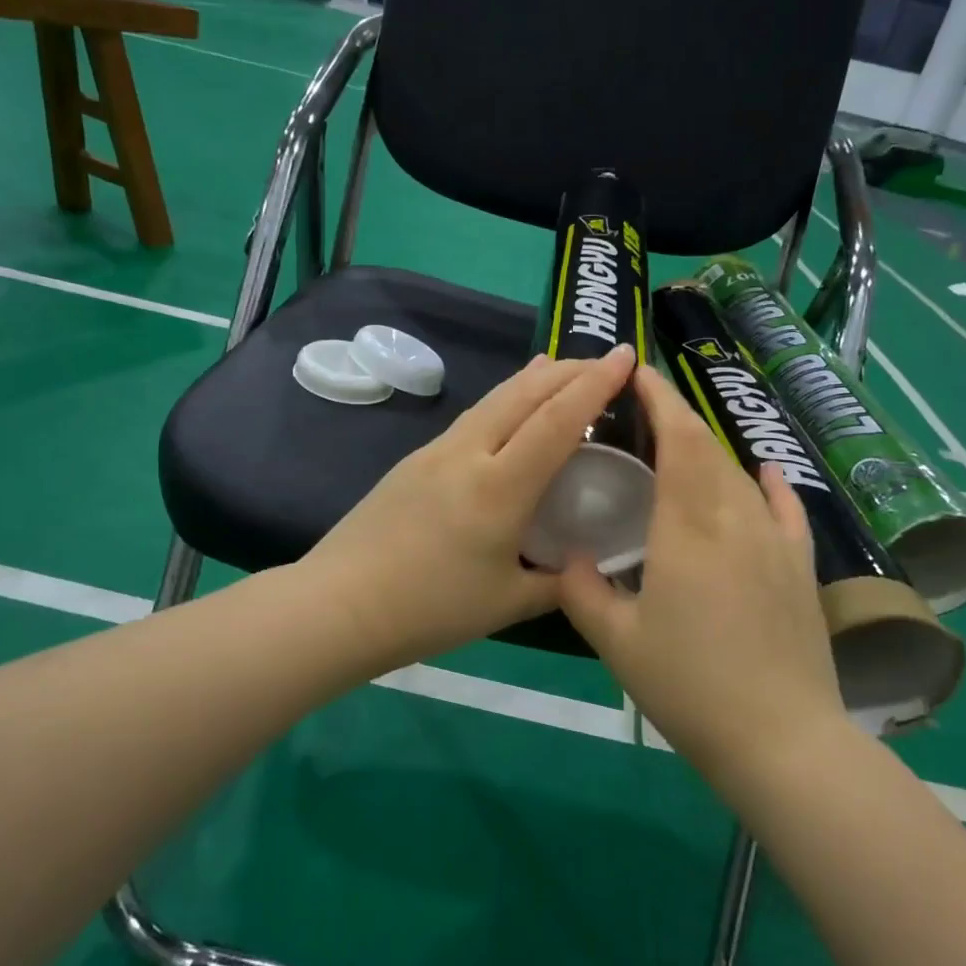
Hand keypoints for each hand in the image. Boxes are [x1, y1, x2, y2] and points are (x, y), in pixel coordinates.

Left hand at [300, 346, 637, 669]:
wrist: (339, 605)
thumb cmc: (429, 609)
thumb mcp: (507, 603)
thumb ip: (556, 583)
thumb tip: (584, 570)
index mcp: (500, 487)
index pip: (558, 420)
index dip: (596, 384)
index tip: (626, 356)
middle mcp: (468, 454)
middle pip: (525, 394)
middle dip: (569, 370)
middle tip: (603, 361)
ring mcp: (436, 452)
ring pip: (494, 399)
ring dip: (532, 379)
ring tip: (557, 367)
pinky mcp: (414, 460)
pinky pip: (471, 417)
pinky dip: (502, 401)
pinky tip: (506, 411)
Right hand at [557, 365, 844, 767]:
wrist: (781, 740)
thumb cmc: (689, 687)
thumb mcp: (618, 643)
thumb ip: (583, 591)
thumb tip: (570, 558)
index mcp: (688, 528)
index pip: (679, 441)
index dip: (660, 401)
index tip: (637, 374)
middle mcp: (736, 519)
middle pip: (708, 449)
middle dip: (678, 418)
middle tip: (645, 408)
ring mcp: (775, 542)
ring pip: (739, 475)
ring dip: (710, 450)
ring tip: (682, 444)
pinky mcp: (800, 567)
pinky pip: (786, 509)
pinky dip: (770, 483)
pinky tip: (763, 468)